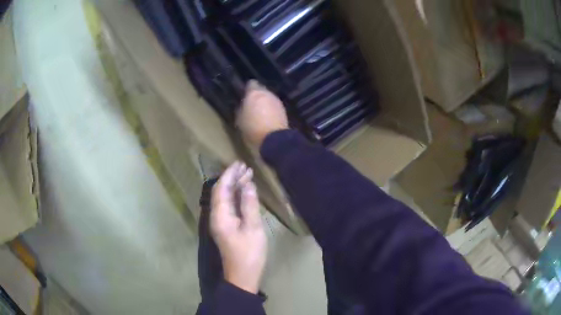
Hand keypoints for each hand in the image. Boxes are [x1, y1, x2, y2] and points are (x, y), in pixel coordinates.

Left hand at [211, 162, 266, 293]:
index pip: (221, 188)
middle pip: (221, 192)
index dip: (230, 174)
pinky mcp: (225, 227)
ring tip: (247, 175)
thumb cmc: (249, 253)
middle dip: (232, 178)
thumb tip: (248, 185)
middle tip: (246, 167)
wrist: (242, 276)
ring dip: (234, 186)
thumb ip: (249, 205)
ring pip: (225, 198)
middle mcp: (216, 216)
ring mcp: (220, 222)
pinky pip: (228, 206)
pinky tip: (244, 192)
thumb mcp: (253, 228)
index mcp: (220, 215)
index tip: (240, 163)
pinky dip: (236, 196)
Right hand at [237, 80, 288, 147]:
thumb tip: (242, 105)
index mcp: (254, 93)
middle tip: (251, 104)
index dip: (247, 89)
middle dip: (257, 96)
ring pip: (269, 98)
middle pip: (261, 90)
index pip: (250, 83)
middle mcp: (267, 93)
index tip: (244, 95)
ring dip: (265, 102)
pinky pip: (274, 106)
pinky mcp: (284, 110)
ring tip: (259, 112)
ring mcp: (277, 101)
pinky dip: (271, 109)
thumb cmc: (252, 128)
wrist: (274, 139)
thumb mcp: (240, 119)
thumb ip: (241, 109)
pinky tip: (267, 117)